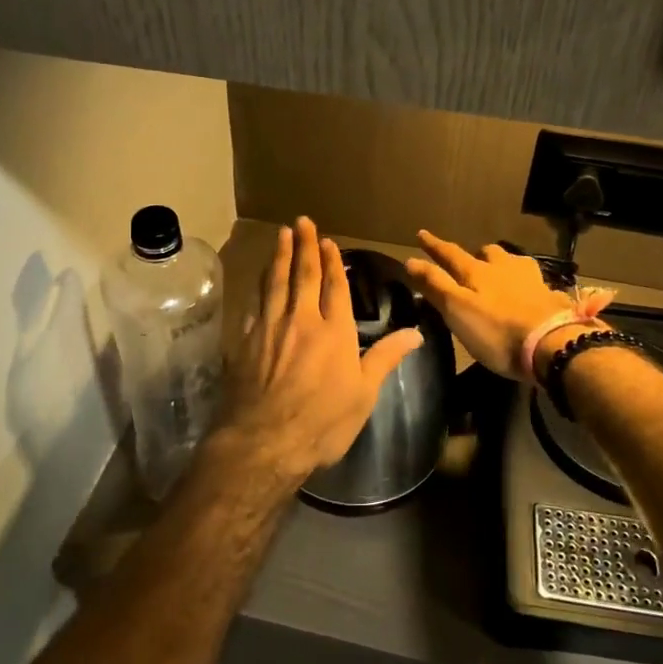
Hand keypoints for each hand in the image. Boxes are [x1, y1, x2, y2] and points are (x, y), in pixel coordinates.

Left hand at [218, 219, 423, 488]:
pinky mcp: (246, 340)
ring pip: (275, 282)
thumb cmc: (323, 422)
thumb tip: (416, 333)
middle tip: (302, 221)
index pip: (334, 286)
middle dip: (304, 246)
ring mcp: (270, 327)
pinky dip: (258, 286)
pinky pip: (254, 304)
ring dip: (279, 256)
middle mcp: (301, 320)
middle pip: (303, 275)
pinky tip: (258, 280)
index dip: (332, 262)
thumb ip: (385, 357)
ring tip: (281, 235)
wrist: (265, 441)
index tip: (328, 242)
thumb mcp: (364, 394)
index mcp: (334, 331)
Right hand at [404, 230, 598, 381]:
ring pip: (514, 262)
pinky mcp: (551, 297)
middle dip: (476, 254)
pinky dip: (526, 283)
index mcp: (477, 272)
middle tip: (469, 262)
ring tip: (500, 273)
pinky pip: (535, 282)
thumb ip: (435, 284)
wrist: (553, 345)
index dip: (434, 245)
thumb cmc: (497, 331)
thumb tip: (410, 260)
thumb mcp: (457, 309)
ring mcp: (531, 280)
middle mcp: (504, 268)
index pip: (450, 253)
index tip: (421, 233)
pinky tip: (529, 292)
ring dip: (504, 263)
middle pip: (488, 253)